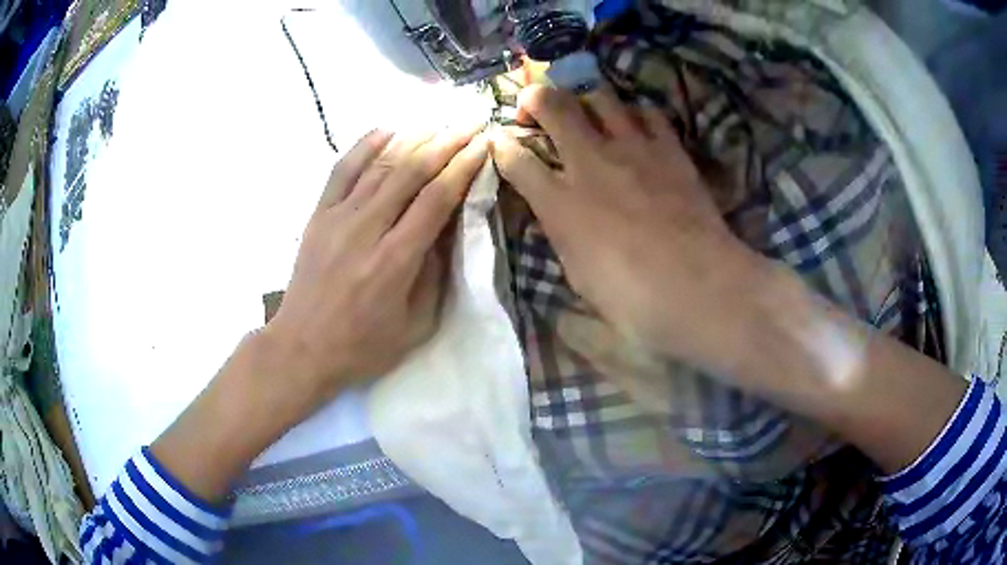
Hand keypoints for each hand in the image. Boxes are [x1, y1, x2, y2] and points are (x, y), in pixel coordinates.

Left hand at [264, 127, 489, 401]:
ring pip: (380, 164)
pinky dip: (364, 145)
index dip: (463, 167)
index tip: (482, 144)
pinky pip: (342, 170)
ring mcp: (337, 217)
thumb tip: (446, 228)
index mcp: (395, 260)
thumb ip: (435, 274)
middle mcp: (367, 229)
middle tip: (470, 121)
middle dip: (446, 141)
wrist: (301, 347)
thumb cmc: (362, 346)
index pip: (436, 198)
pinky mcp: (318, 215)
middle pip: (411, 171)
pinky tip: (386, 129)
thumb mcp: (415, 325)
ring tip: (439, 120)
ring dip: (413, 138)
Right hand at [491, 85, 768, 374]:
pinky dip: (635, 114)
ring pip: (599, 96)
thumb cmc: (633, 299)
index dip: (502, 146)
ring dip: (584, 99)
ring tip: (586, 113)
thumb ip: (562, 236)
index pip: (516, 159)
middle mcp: (590, 163)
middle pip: (552, 106)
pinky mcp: (668, 149)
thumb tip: (557, 217)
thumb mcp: (579, 277)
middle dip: (533, 98)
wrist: (697, 286)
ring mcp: (632, 149)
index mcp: (560, 203)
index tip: (499, 142)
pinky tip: (636, 127)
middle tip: (532, 106)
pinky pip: (648, 112)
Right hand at [492, 85, 968, 475]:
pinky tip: (636, 101)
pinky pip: (666, 133)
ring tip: (573, 71)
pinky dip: (645, 113)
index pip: (556, 156)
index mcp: (613, 219)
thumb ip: (594, 263)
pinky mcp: (702, 184)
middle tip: (531, 70)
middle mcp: (637, 184)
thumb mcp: (631, 312)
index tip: (504, 109)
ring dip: (598, 95)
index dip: (529, 129)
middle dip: (556, 95)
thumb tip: (570, 236)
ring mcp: (672, 177)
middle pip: (588, 124)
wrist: (764, 328)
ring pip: (626, 118)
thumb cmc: (696, 332)